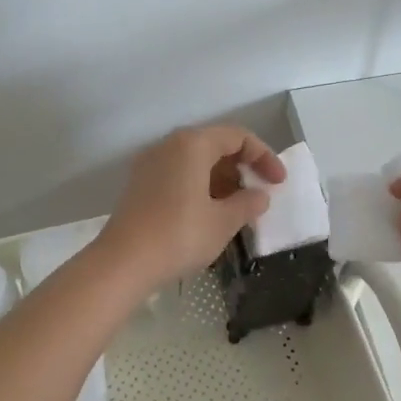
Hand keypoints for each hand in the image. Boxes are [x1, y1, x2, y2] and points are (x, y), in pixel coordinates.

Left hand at [100, 126, 285, 287]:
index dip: (264, 156)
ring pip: (195, 161)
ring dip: (221, 179)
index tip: (278, 183)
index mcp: (192, 144)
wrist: (122, 263)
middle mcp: (169, 145)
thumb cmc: (179, 236)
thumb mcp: (223, 222)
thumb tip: (259, 195)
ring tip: (237, 208)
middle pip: (214, 144)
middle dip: (241, 167)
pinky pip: (178, 174)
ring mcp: (150, 163)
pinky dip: (199, 186)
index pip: (238, 137)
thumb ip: (247, 203)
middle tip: (258, 195)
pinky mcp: (139, 184)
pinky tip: (209, 213)